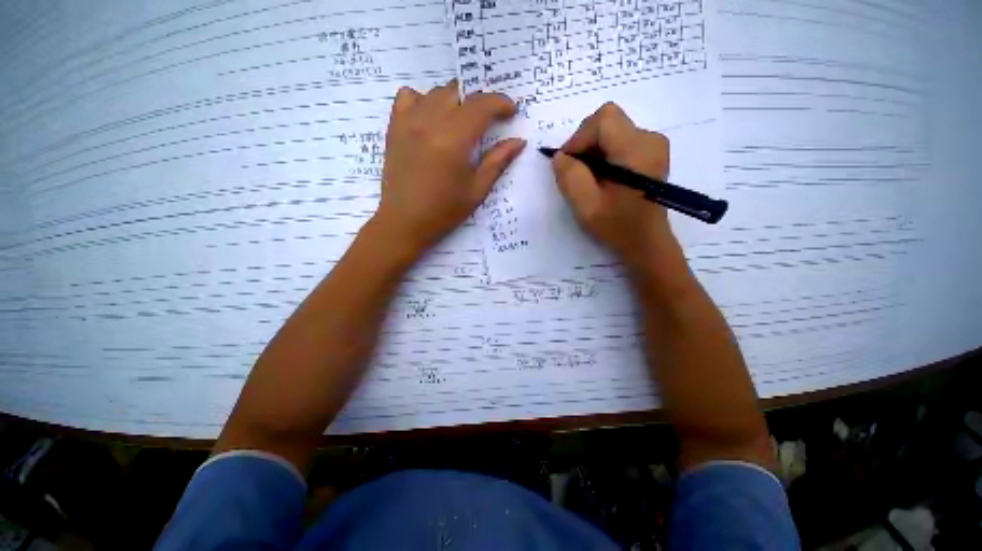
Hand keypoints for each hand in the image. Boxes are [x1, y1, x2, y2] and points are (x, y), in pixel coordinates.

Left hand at [368, 81, 525, 261]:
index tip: (511, 111)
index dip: (500, 103)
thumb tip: (518, 141)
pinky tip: (431, 118)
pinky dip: (424, 99)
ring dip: (455, 100)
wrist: (404, 222)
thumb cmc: (444, 211)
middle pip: (459, 93)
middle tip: (488, 121)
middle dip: (479, 102)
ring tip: (462, 121)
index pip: (481, 105)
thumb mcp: (476, 191)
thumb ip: (497, 162)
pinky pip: (408, 96)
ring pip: (436, 92)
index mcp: (453, 140)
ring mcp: (408, 122)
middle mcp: (429, 122)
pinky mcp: (394, 127)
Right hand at [551, 103, 677, 266]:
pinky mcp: (650, 153)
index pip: (603, 120)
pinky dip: (603, 155)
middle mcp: (650, 139)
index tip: (568, 164)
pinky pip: (619, 140)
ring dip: (592, 151)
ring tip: (588, 179)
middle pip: (607, 121)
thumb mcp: (586, 206)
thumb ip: (570, 177)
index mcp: (637, 150)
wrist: (645, 242)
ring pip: (611, 130)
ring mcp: (653, 144)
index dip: (579, 138)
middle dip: (585, 143)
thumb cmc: (617, 226)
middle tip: (576, 173)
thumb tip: (560, 156)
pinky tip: (601, 177)